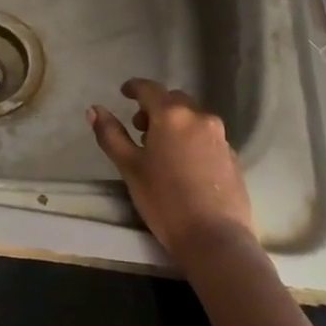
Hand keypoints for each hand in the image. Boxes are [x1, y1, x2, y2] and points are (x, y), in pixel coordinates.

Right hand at [88, 79, 255, 264]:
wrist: (215, 238)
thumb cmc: (165, 200)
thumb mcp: (130, 167)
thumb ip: (111, 135)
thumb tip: (94, 109)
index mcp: (171, 115)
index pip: (149, 88)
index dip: (134, 87)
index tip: (123, 92)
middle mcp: (199, 117)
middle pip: (174, 100)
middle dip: (155, 107)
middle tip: (140, 127)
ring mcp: (220, 136)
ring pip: (192, 117)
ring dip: (175, 122)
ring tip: (161, 148)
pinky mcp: (232, 156)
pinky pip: (207, 136)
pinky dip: (191, 138)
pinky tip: (184, 163)